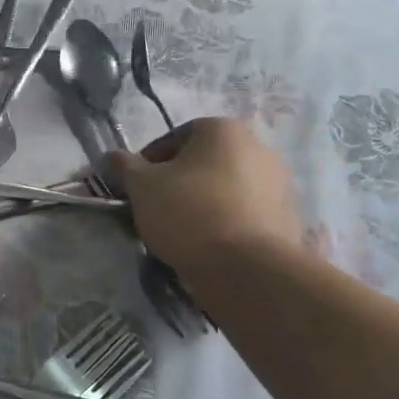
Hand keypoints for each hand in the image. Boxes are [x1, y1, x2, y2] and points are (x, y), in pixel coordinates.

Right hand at [108, 118, 301, 275]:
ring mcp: (279, 183)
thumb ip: (124, 166)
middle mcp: (258, 147)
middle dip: (179, 183)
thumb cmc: (188, 213)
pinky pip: (245, 214)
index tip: (136, 189)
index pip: (174, 138)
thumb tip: (111, 157)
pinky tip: (209, 246)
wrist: (247, 269)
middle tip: (157, 210)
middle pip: (203, 162)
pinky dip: (226, 223)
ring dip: (204, 203)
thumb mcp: (142, 187)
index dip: (148, 163)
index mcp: (223, 129)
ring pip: (225, 189)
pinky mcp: (287, 217)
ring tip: (182, 233)